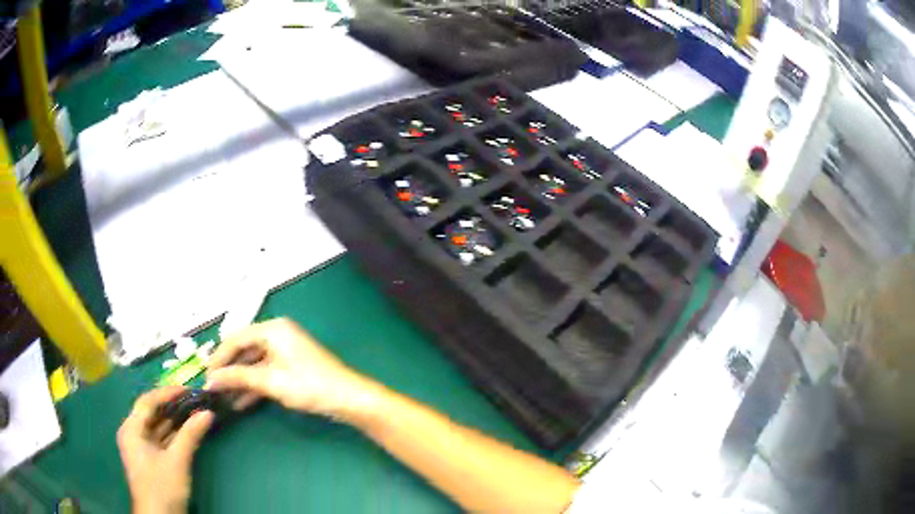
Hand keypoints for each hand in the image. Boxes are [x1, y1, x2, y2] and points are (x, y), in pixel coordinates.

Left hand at [117, 387, 213, 513]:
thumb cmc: (163, 487)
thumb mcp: (177, 461)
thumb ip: (190, 435)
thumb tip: (208, 413)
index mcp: (131, 429)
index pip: (147, 402)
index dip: (167, 393)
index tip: (188, 389)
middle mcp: (132, 434)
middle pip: (151, 413)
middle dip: (172, 406)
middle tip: (193, 400)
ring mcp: (141, 448)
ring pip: (157, 427)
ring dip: (174, 421)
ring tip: (194, 412)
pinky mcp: (150, 459)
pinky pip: (161, 439)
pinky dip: (174, 434)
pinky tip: (188, 431)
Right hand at [204, 318, 380, 421]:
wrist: (348, 399)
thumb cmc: (308, 385)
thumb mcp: (270, 381)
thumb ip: (238, 377)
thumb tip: (211, 380)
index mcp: (272, 329)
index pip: (236, 339)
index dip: (219, 358)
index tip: (205, 375)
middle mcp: (276, 335)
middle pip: (244, 351)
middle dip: (228, 371)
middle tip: (212, 388)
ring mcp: (284, 351)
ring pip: (253, 365)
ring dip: (239, 382)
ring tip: (222, 399)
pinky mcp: (289, 367)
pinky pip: (265, 373)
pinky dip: (253, 387)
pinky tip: (240, 403)